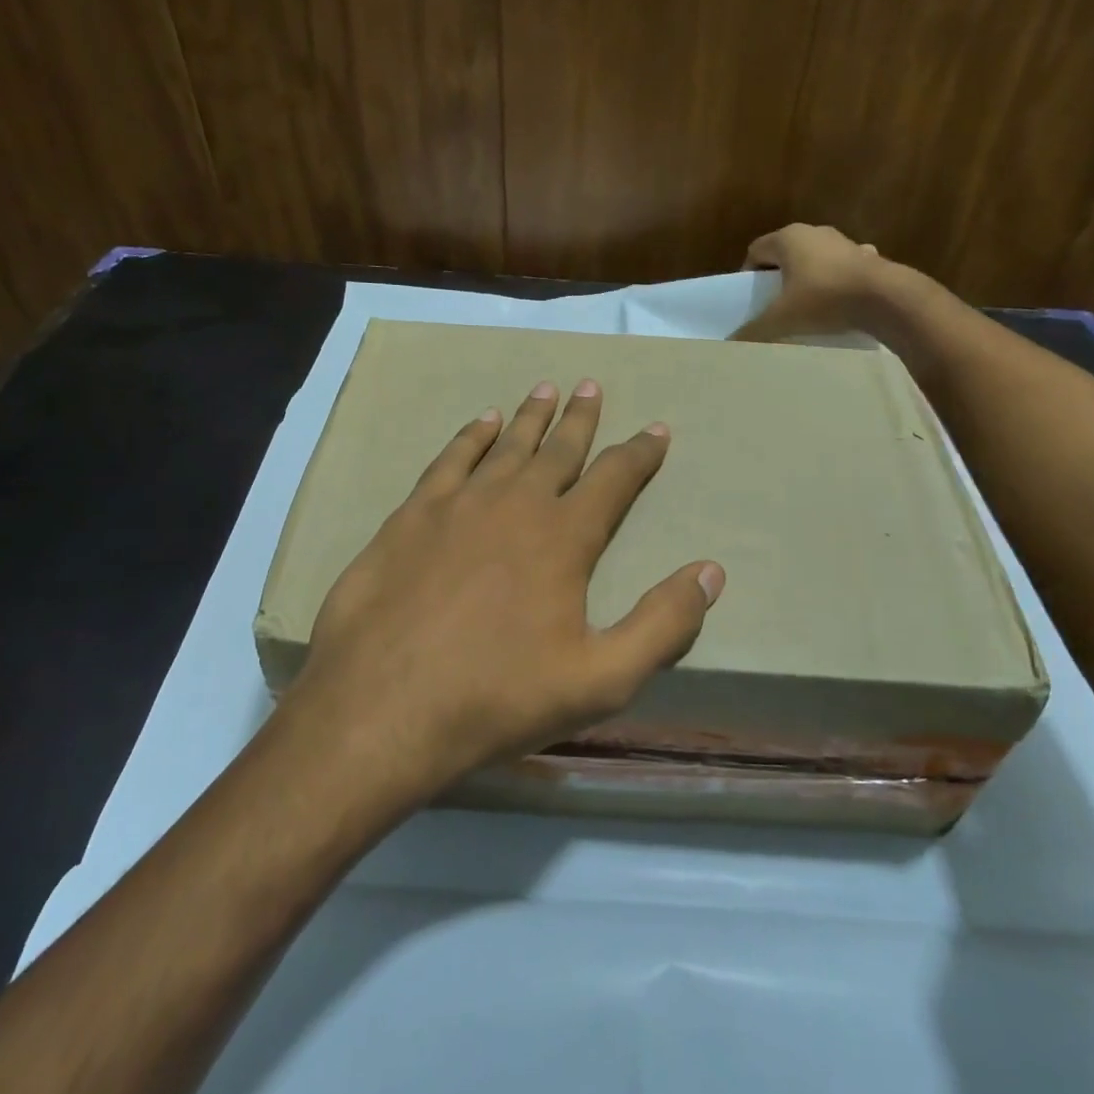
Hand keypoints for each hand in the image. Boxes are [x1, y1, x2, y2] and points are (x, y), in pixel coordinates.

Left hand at [285, 380, 724, 792]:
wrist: (383, 706)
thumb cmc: (498, 697)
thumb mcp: (601, 680)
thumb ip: (662, 624)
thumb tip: (710, 572)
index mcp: (563, 538)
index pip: (614, 479)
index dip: (639, 453)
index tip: (656, 429)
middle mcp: (515, 504)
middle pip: (557, 449)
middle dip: (580, 419)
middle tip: (591, 386)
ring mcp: (458, 504)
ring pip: (505, 446)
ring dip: (529, 417)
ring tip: (545, 390)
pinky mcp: (411, 515)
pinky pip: (450, 459)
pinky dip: (471, 436)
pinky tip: (481, 423)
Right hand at [731, 223, 892, 341]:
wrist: (885, 298)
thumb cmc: (824, 299)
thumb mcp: (782, 319)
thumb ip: (753, 331)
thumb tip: (730, 343)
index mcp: (788, 238)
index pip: (756, 250)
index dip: (748, 274)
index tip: (751, 299)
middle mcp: (814, 231)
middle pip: (784, 253)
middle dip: (777, 277)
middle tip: (773, 305)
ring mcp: (843, 241)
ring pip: (813, 258)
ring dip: (806, 278)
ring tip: (804, 306)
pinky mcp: (867, 256)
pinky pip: (840, 268)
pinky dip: (834, 281)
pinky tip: (836, 303)